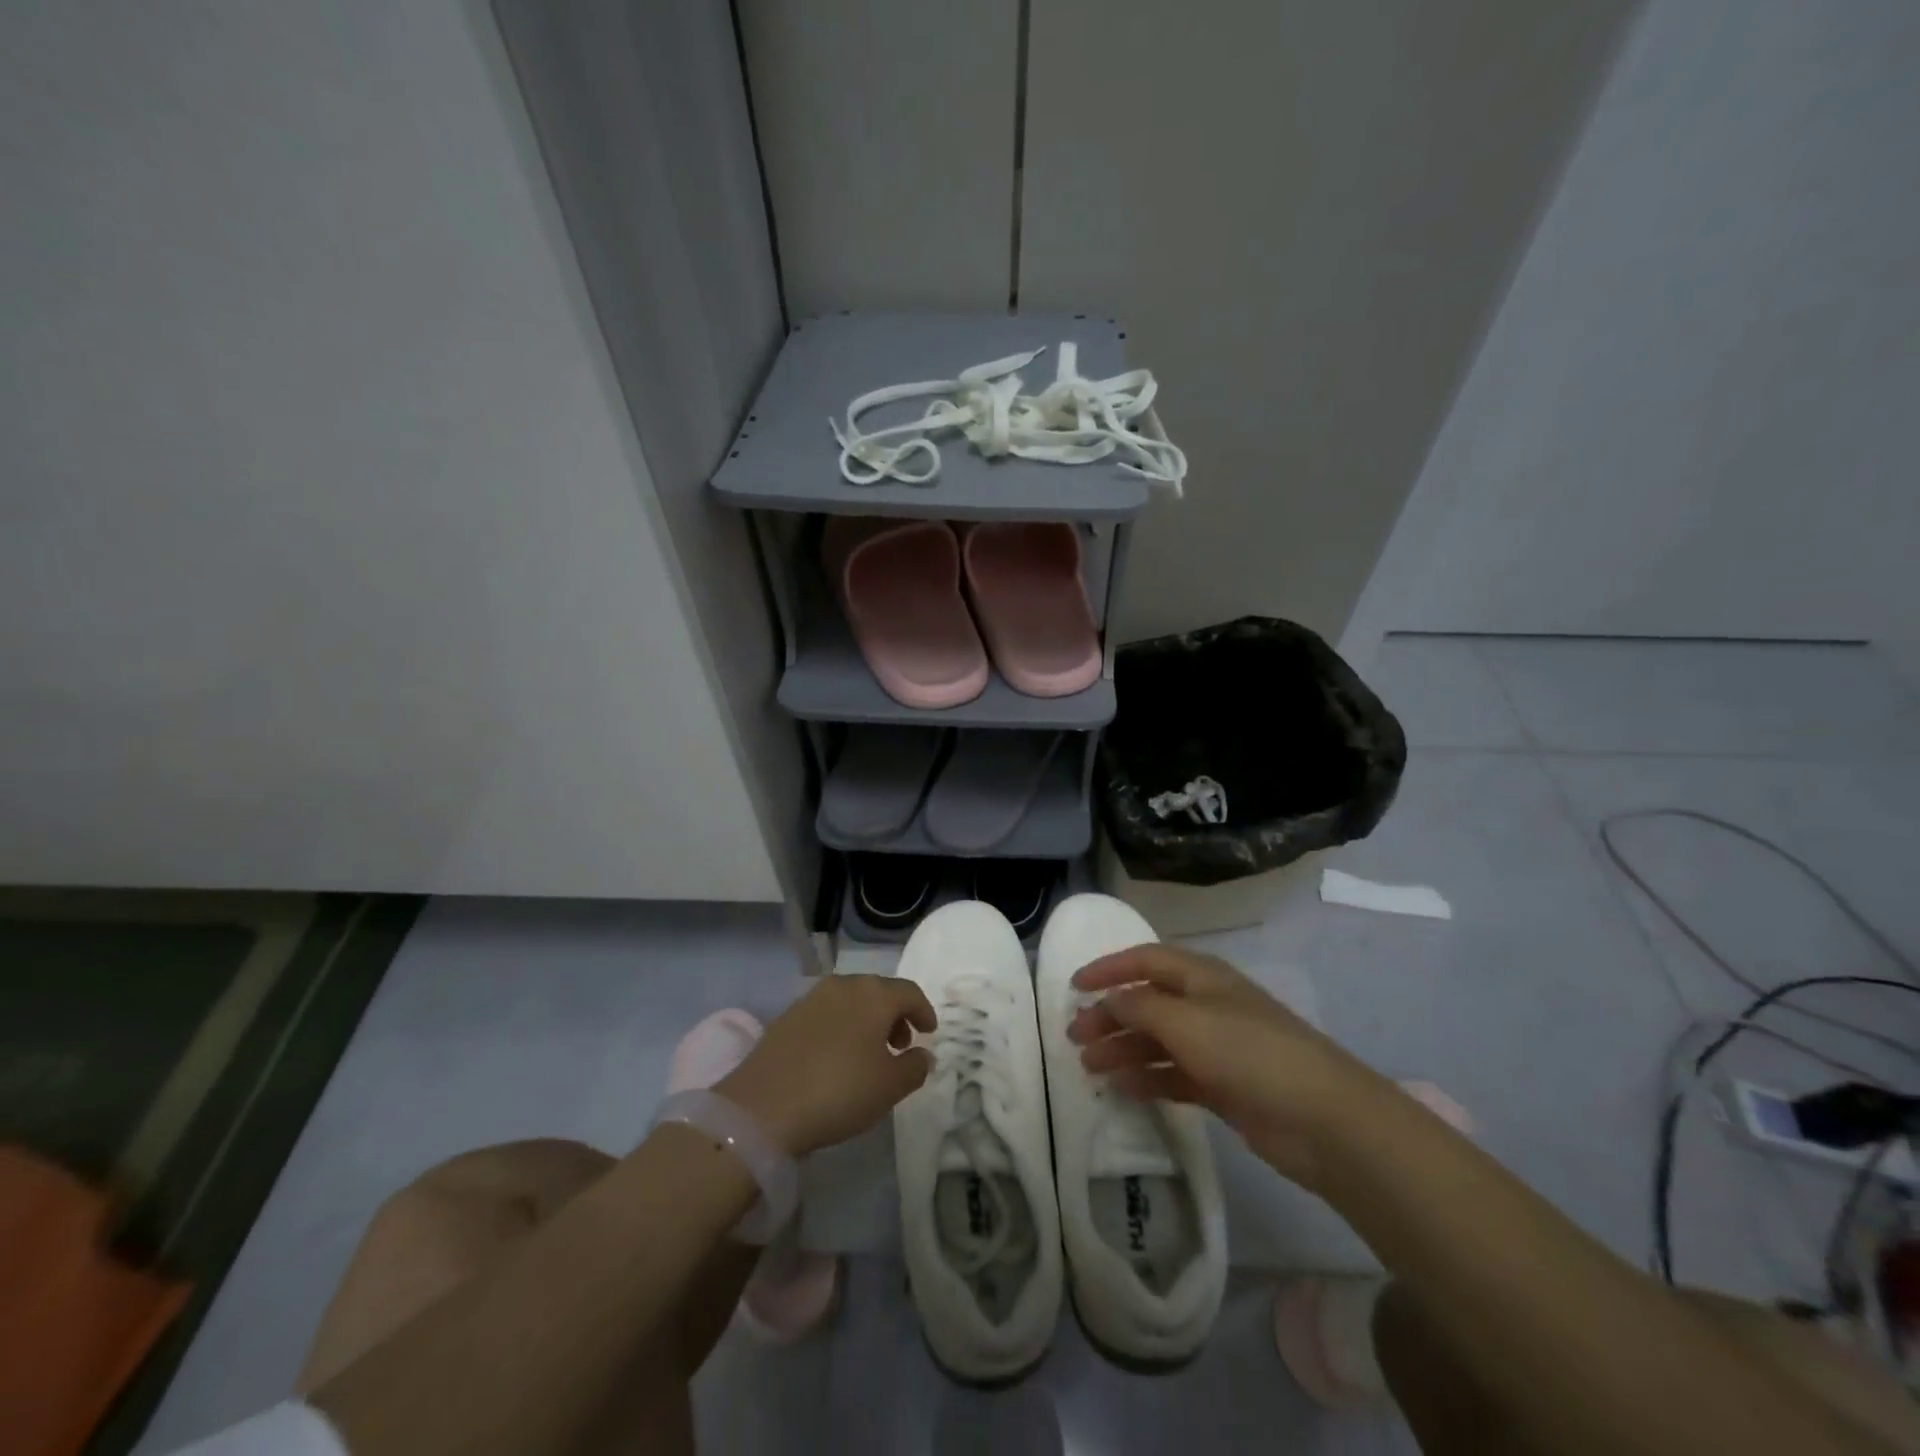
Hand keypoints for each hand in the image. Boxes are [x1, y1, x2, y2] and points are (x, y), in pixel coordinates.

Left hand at [716, 975, 935, 1156]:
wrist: (762, 1107)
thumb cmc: (839, 1091)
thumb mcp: (889, 1087)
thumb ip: (915, 1067)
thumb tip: (923, 1054)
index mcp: (874, 994)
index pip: (909, 992)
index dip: (924, 1011)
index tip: (929, 1032)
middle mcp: (844, 985)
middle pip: (879, 992)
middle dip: (895, 1016)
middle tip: (901, 1045)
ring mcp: (811, 998)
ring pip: (851, 1001)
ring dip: (867, 1021)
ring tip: (870, 1054)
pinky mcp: (787, 1016)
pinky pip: (827, 1014)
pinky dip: (841, 1027)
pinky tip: (837, 1058)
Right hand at [1068, 944, 1395, 1186]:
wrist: (1323, 1119)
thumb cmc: (1249, 1053)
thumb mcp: (1186, 1022)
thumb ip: (1140, 1008)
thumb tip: (1108, 1000)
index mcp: (1201, 977)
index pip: (1145, 960)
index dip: (1108, 968)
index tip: (1074, 986)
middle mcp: (1206, 1005)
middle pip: (1148, 1002)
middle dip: (1110, 1016)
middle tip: (1075, 1036)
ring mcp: (1217, 1047)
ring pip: (1158, 1040)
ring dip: (1123, 1049)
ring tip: (1089, 1066)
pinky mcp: (1223, 1085)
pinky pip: (1174, 1074)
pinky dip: (1148, 1077)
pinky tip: (1123, 1088)